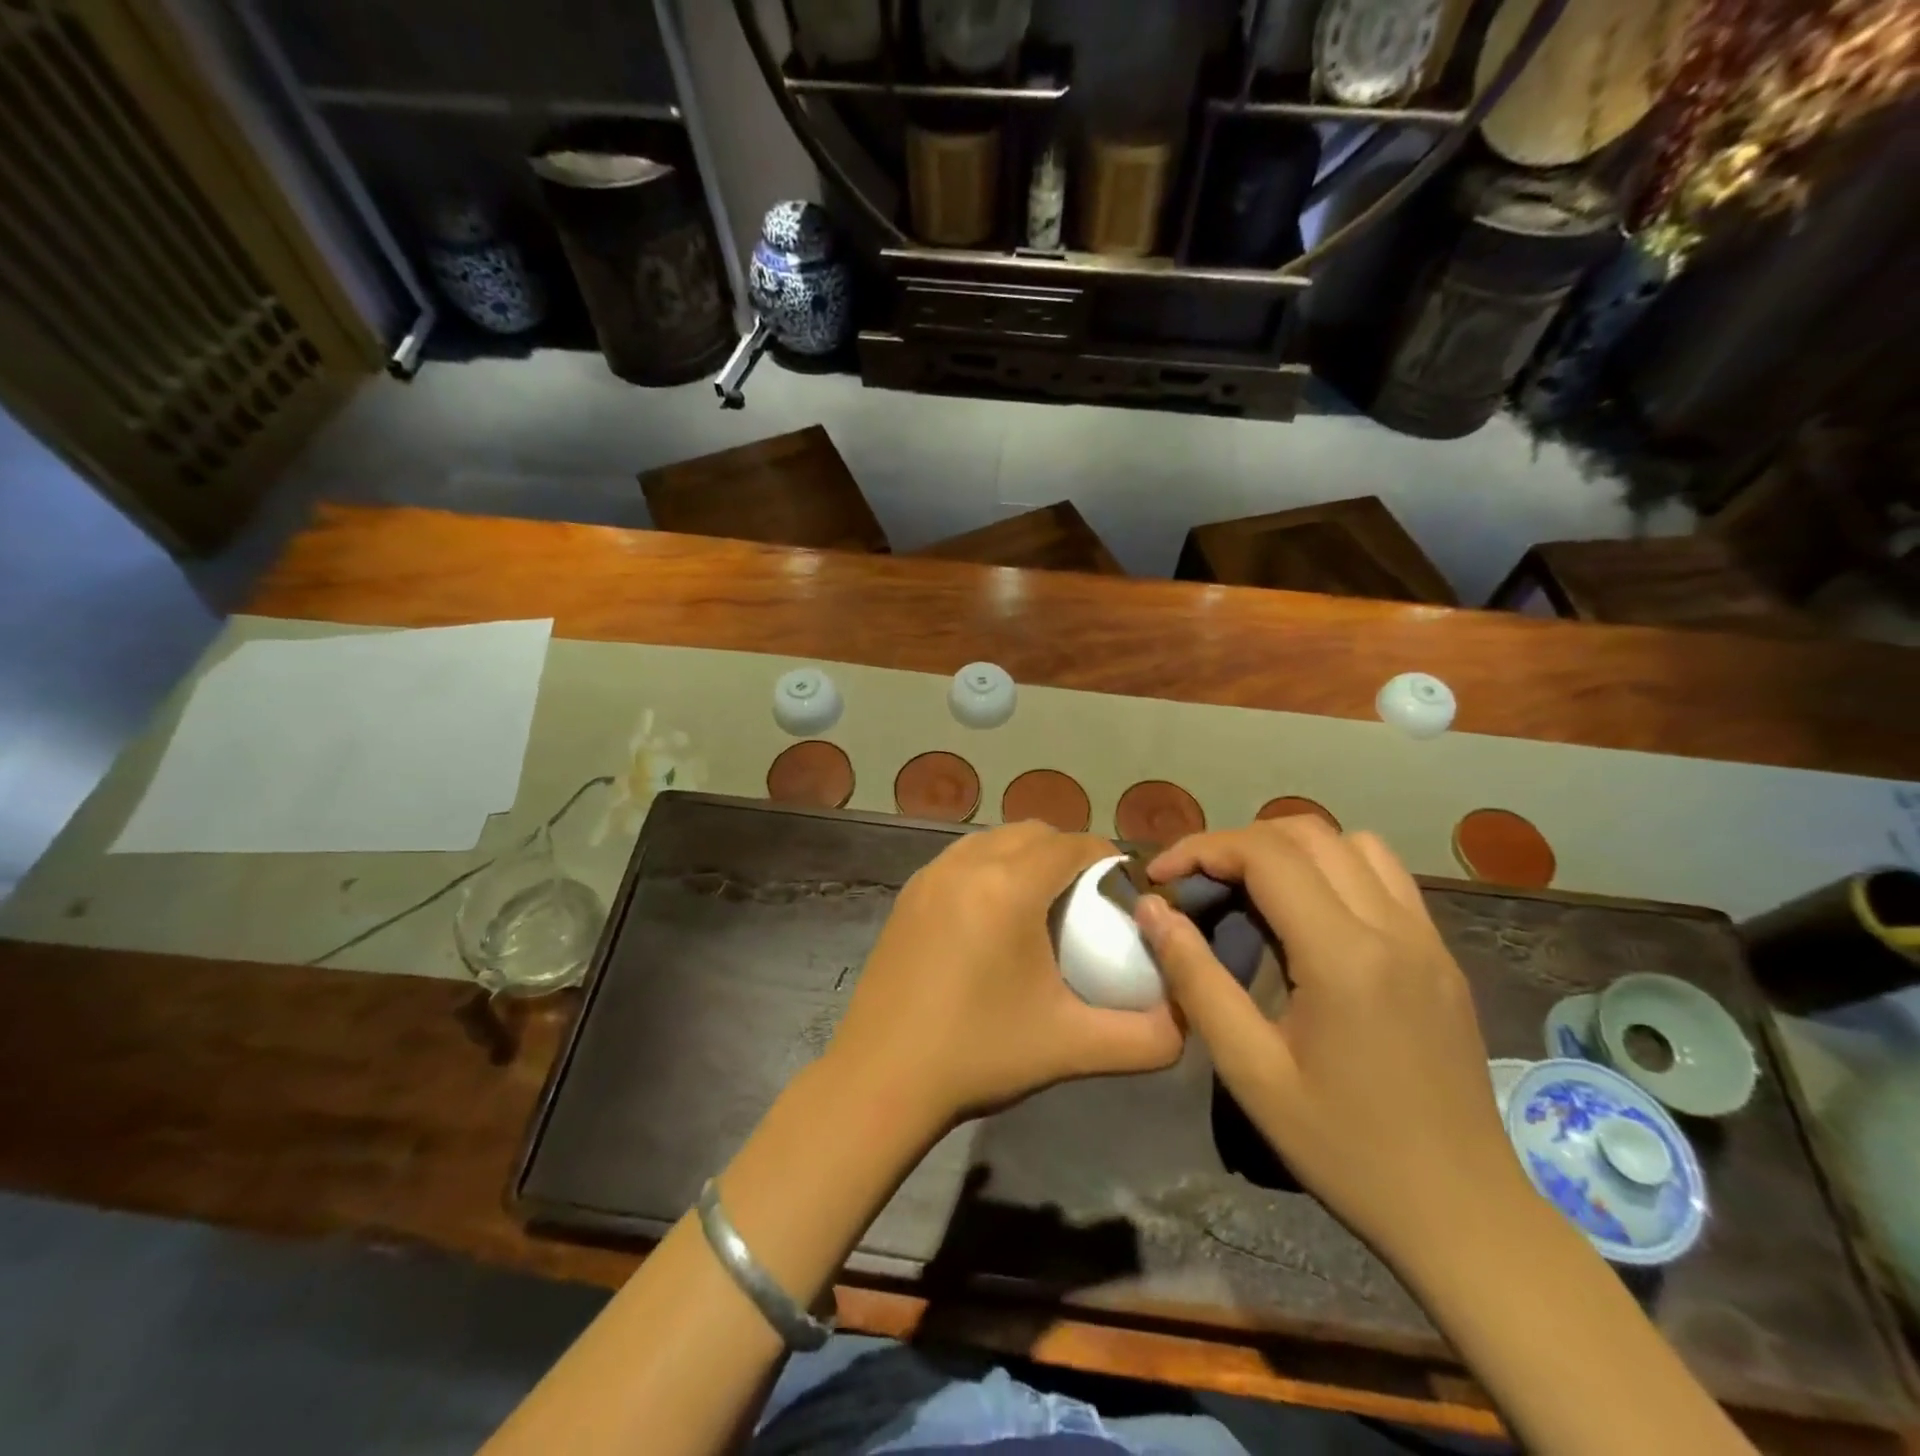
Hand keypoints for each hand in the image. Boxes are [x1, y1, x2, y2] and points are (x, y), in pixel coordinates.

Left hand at [827, 821, 1184, 1133]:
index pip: (1073, 844)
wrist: (881, 1078)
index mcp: (1008, 886)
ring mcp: (930, 875)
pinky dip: (990, 867)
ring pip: (994, 840)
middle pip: (1034, 833)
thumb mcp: (1072, 1047)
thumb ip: (1145, 1038)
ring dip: (1027, 856)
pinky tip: (994, 916)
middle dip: (1069, 853)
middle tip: (1090, 900)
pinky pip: (962, 858)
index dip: (1108, 858)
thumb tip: (1187, 1021)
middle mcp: (966, 864)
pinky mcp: (908, 894)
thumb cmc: (979, 1054)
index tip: (1126, 891)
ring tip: (1044, 904)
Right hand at [1133, 818, 1523, 1267]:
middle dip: (1238, 842)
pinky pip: (1385, 876)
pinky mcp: (1442, 954)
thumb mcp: (1250, 1071)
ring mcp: (1427, 937)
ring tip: (1252, 889)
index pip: (1265, 854)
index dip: (1202, 848)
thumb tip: (1151, 909)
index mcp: (1344, 955)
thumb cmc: (1344, 1148)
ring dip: (1291, 848)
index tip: (1160, 875)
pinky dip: (1335, 869)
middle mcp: (1393, 927)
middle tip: (1197, 882)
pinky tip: (1310, 915)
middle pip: (1306, 832)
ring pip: (1352, 843)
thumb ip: (1196, 979)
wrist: (1462, 1214)